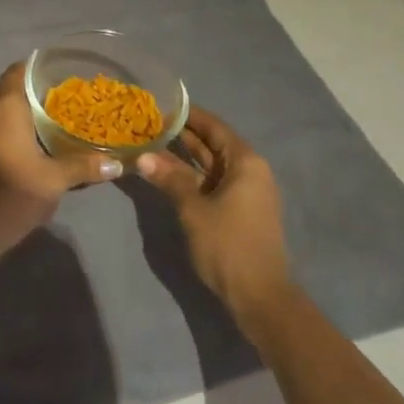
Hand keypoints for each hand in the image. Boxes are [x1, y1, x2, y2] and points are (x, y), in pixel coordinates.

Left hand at [0, 62, 123, 246]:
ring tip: (46, 124)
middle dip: (31, 93)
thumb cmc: (13, 194)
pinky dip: (5, 133)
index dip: (37, 69)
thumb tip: (117, 164)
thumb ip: (84, 166)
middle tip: (60, 100)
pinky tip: (24, 149)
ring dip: (17, 115)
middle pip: (7, 91)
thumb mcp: (55, 180)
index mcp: (4, 107)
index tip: (59, 74)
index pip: (18, 72)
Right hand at [135, 107, 291, 328]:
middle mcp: (250, 172)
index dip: (189, 115)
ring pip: (212, 165)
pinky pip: (214, 183)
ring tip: (153, 144)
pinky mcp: (241, 211)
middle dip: (184, 135)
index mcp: (245, 163)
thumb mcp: (193, 209)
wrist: (261, 299)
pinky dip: (193, 177)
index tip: (162, 104)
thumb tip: (142, 156)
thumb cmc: (229, 245)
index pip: (214, 126)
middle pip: (214, 144)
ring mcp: (247, 193)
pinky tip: (168, 175)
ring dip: (186, 157)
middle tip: (151, 123)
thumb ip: (169, 179)